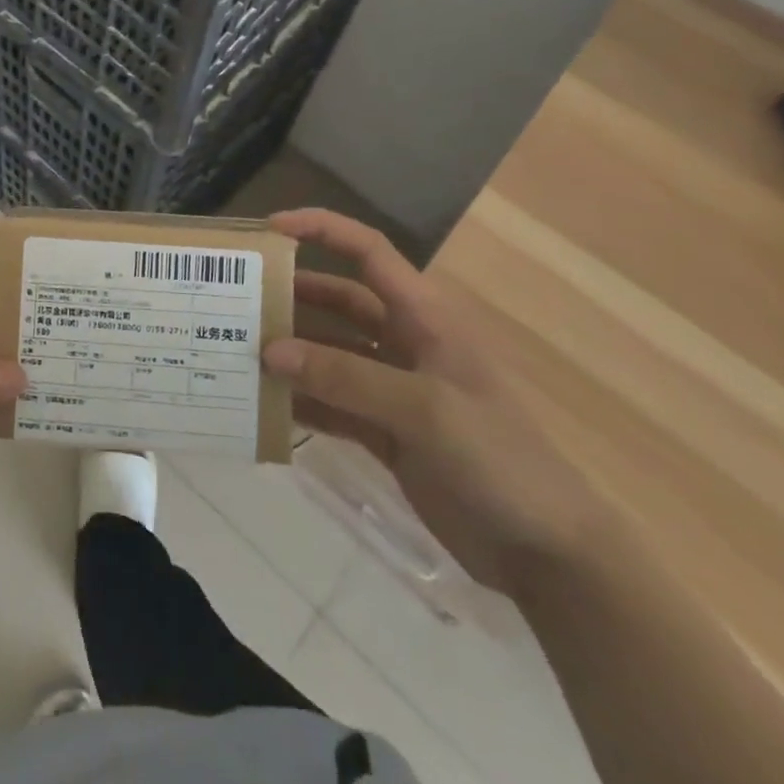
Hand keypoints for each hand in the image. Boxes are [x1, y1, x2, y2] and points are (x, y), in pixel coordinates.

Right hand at [264, 209, 614, 595]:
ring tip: (236, 350)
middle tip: (234, 298)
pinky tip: (263, 405)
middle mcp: (403, 341)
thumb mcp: (424, 409)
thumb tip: (270, 351)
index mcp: (423, 316)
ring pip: (328, 352)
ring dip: (289, 351)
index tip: (269, 229)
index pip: (367, 251)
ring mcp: (393, 387)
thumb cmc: (498, 458)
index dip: (321, 229)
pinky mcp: (385, 430)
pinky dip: (300, 400)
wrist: (549, 554)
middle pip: (337, 300)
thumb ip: (344, 377)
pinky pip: (331, 402)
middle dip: (290, 294)